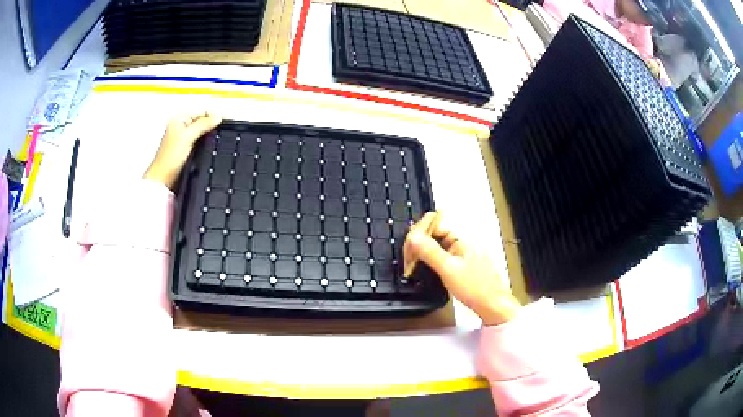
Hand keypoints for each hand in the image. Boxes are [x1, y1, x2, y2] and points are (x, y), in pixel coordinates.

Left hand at [144, 111, 221, 189]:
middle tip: (225, 127)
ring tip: (220, 134)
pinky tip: (211, 144)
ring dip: (210, 132)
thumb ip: (202, 125)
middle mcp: (181, 126)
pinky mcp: (187, 147)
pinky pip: (200, 139)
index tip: (226, 119)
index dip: (214, 114)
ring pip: (202, 129)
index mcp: (180, 119)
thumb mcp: (188, 137)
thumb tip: (217, 117)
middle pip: (203, 118)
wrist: (164, 179)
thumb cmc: (169, 159)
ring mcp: (184, 137)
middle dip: (213, 122)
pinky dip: (207, 140)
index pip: (202, 110)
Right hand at [404, 212, 520, 325]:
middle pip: (434, 235)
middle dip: (419, 244)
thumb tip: (412, 235)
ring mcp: (462, 254)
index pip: (434, 224)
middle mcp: (462, 242)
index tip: (408, 249)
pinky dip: (431, 262)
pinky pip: (441, 257)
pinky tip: (424, 270)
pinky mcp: (461, 265)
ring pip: (436, 247)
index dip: (419, 233)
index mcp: (461, 238)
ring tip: (412, 266)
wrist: (493, 306)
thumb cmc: (475, 288)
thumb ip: (430, 251)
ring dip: (423, 254)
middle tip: (408, 262)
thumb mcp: (449, 269)